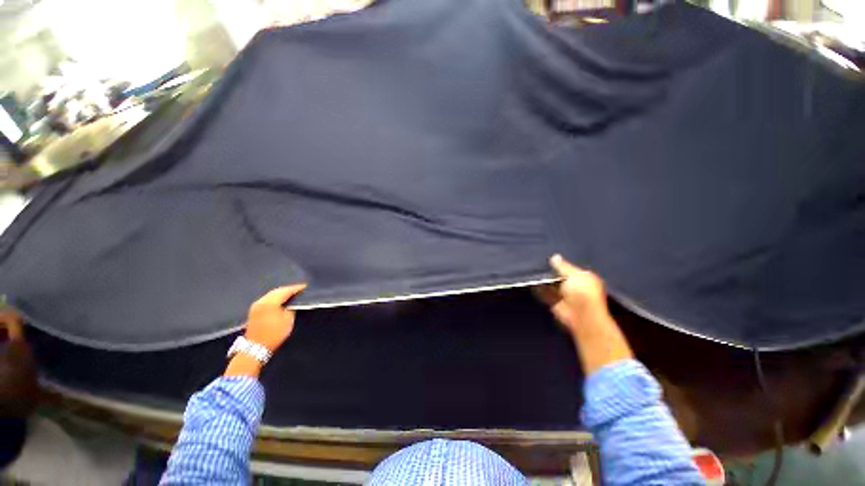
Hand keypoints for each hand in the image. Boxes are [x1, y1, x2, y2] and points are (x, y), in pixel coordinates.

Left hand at [243, 284, 306, 351]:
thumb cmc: (274, 334)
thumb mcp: (288, 320)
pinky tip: (280, 300)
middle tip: (298, 289)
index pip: (285, 291)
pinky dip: (275, 298)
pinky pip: (267, 299)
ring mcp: (256, 305)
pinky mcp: (254, 310)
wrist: (255, 347)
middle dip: (288, 289)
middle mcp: (261, 301)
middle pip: (277, 291)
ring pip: (271, 294)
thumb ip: (291, 308)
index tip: (304, 286)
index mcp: (270, 302)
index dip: (296, 288)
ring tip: (291, 294)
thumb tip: (293, 303)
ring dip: (281, 293)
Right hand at [536, 254, 607, 334]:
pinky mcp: (554, 303)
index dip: (561, 263)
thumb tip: (554, 257)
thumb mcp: (574, 274)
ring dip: (543, 280)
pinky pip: (544, 294)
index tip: (548, 257)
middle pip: (559, 276)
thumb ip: (563, 266)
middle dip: (550, 271)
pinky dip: (538, 290)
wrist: (581, 316)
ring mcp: (564, 296)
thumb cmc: (582, 292)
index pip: (570, 268)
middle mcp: (574, 286)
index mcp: (584, 278)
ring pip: (551, 285)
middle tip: (538, 263)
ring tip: (531, 270)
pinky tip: (530, 282)